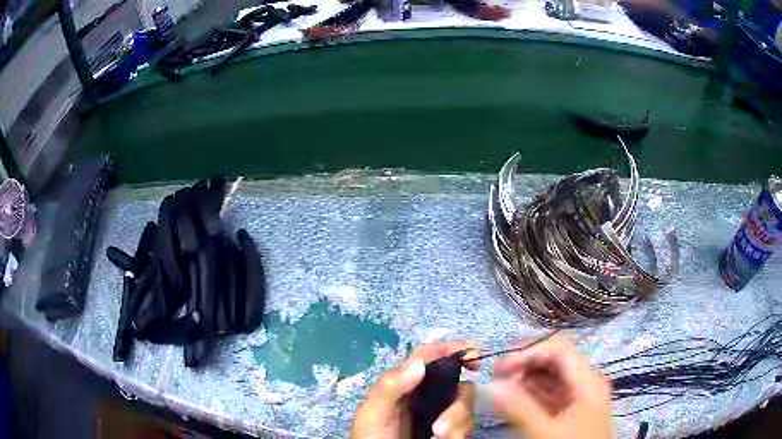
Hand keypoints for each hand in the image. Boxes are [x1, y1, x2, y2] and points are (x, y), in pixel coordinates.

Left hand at [351, 341, 478, 438]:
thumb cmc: (372, 437)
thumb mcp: (373, 412)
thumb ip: (390, 387)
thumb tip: (419, 363)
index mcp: (406, 384)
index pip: (429, 357)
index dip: (451, 349)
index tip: (472, 354)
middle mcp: (427, 395)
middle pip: (458, 384)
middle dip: (458, 404)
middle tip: (441, 428)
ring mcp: (440, 413)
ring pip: (465, 406)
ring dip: (457, 422)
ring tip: (437, 438)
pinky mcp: (449, 430)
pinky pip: (466, 426)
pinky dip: (458, 434)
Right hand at [490, 335, 612, 438]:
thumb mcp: (544, 432)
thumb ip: (519, 408)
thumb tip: (492, 386)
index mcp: (588, 381)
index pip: (558, 350)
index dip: (528, 353)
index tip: (500, 369)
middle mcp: (587, 383)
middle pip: (556, 361)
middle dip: (525, 365)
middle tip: (497, 377)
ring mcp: (582, 397)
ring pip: (553, 378)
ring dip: (527, 379)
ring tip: (502, 389)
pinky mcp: (574, 411)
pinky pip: (553, 394)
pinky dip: (533, 394)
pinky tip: (516, 401)